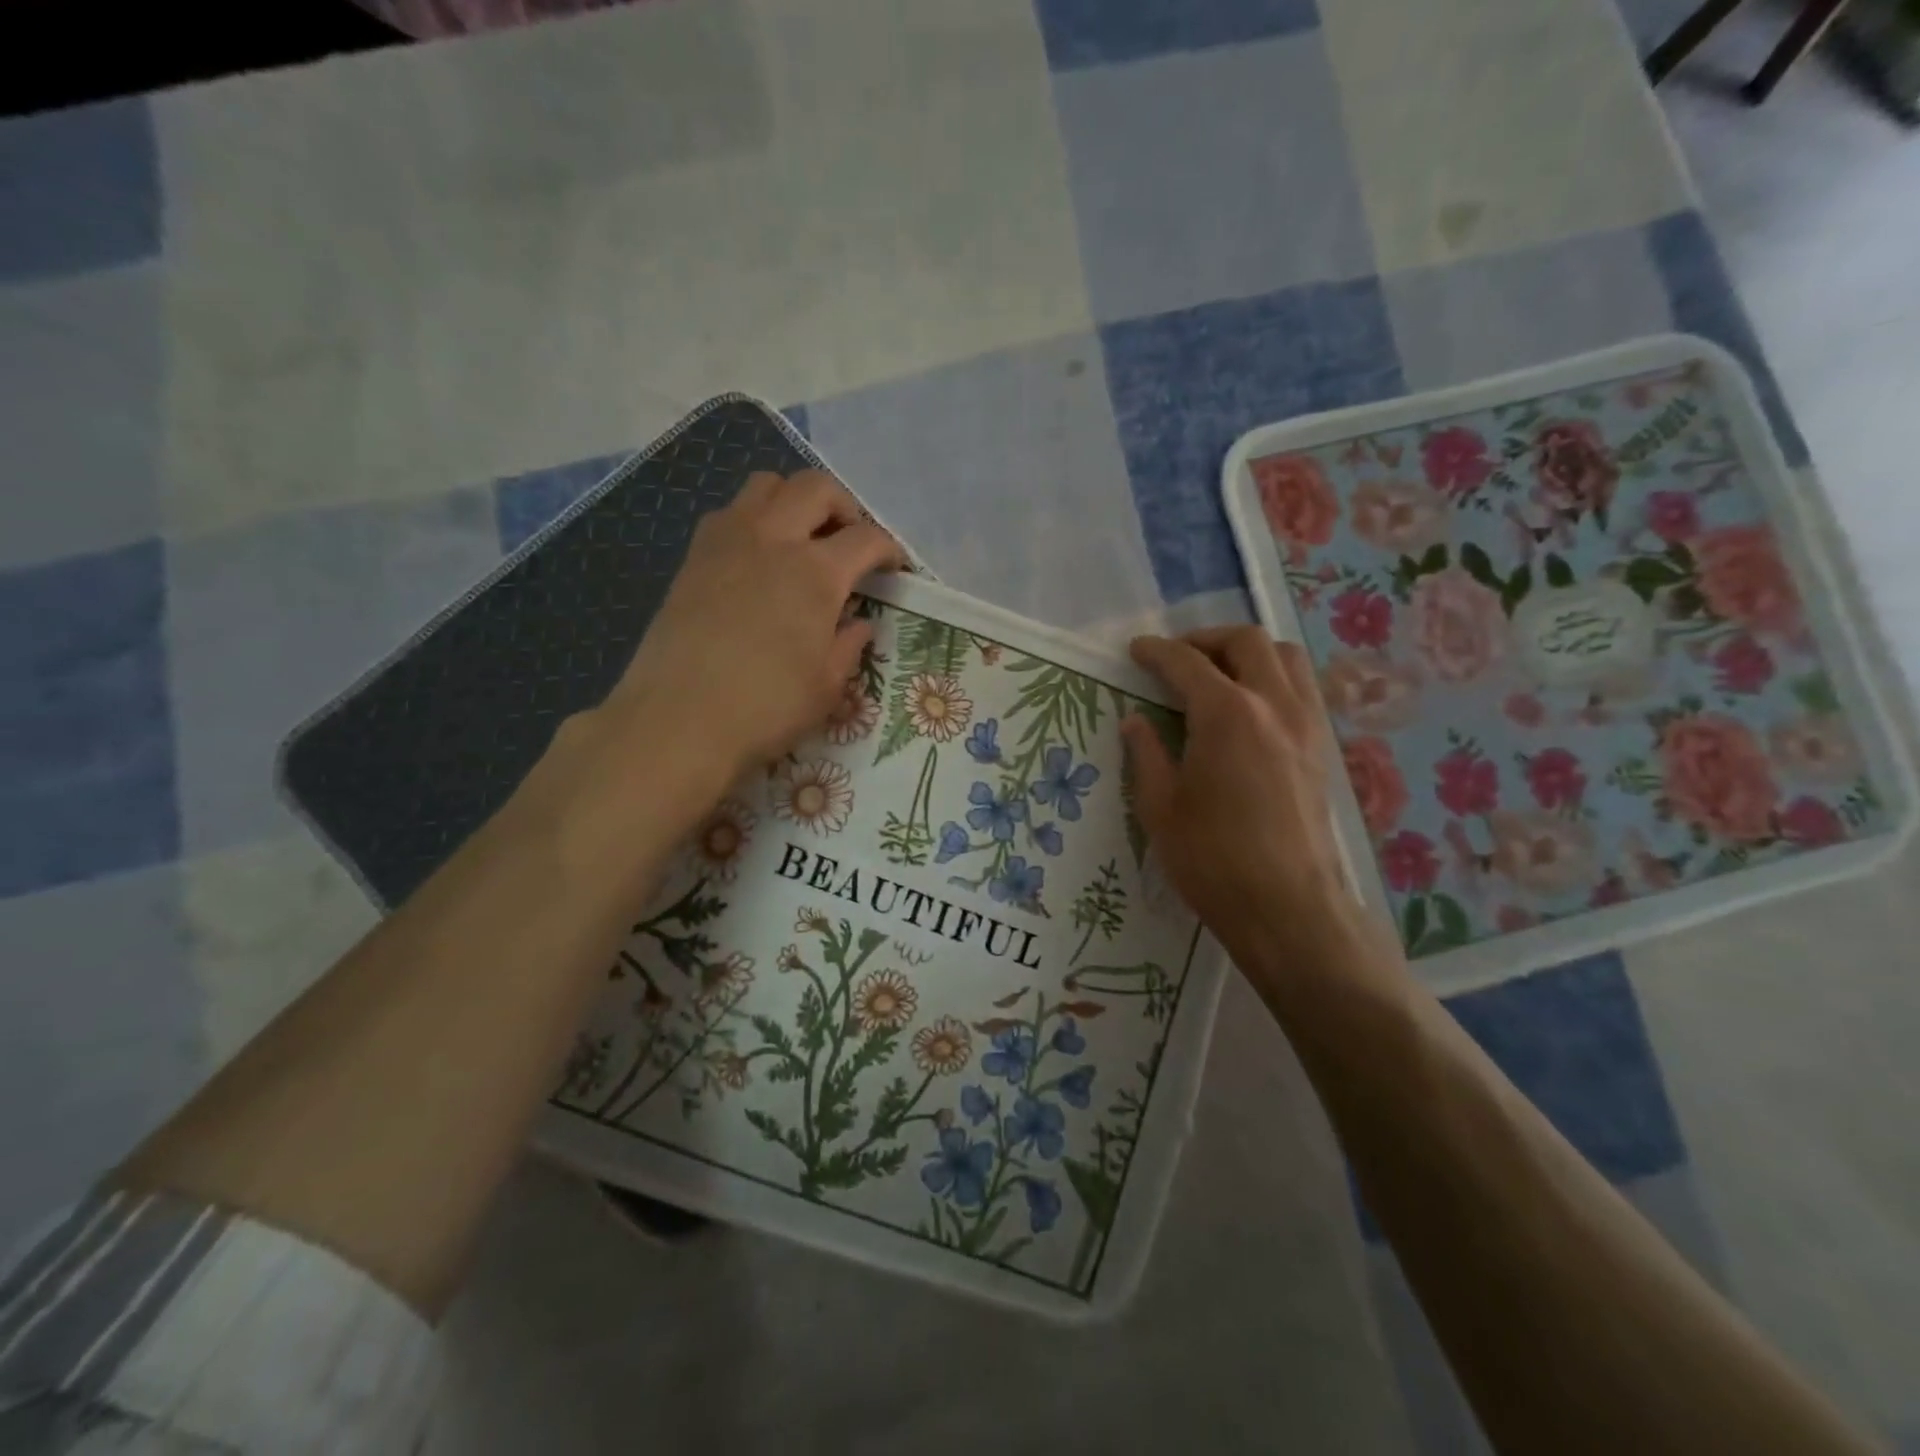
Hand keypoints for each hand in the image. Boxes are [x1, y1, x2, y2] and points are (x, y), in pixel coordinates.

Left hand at [570, 470, 901, 824]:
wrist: (678, 719)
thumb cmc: (765, 707)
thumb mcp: (827, 686)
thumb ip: (848, 646)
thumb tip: (858, 624)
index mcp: (816, 572)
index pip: (866, 539)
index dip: (889, 549)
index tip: (895, 568)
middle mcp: (773, 539)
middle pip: (816, 488)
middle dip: (844, 507)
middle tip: (850, 542)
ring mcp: (727, 541)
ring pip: (767, 484)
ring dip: (794, 500)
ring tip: (802, 538)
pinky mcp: (693, 556)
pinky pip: (730, 511)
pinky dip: (755, 518)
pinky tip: (758, 559)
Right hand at [1121, 627, 1387, 988]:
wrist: (1287, 907)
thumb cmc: (1211, 859)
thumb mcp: (1160, 807)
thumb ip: (1147, 754)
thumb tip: (1135, 721)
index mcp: (1227, 714)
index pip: (1186, 662)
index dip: (1156, 651)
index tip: (1135, 651)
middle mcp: (1273, 705)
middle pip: (1247, 641)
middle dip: (1206, 640)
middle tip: (1176, 659)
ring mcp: (1307, 725)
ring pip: (1287, 657)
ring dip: (1249, 653)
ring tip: (1219, 675)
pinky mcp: (1323, 749)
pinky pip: (1303, 689)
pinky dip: (1274, 679)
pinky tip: (1250, 711)